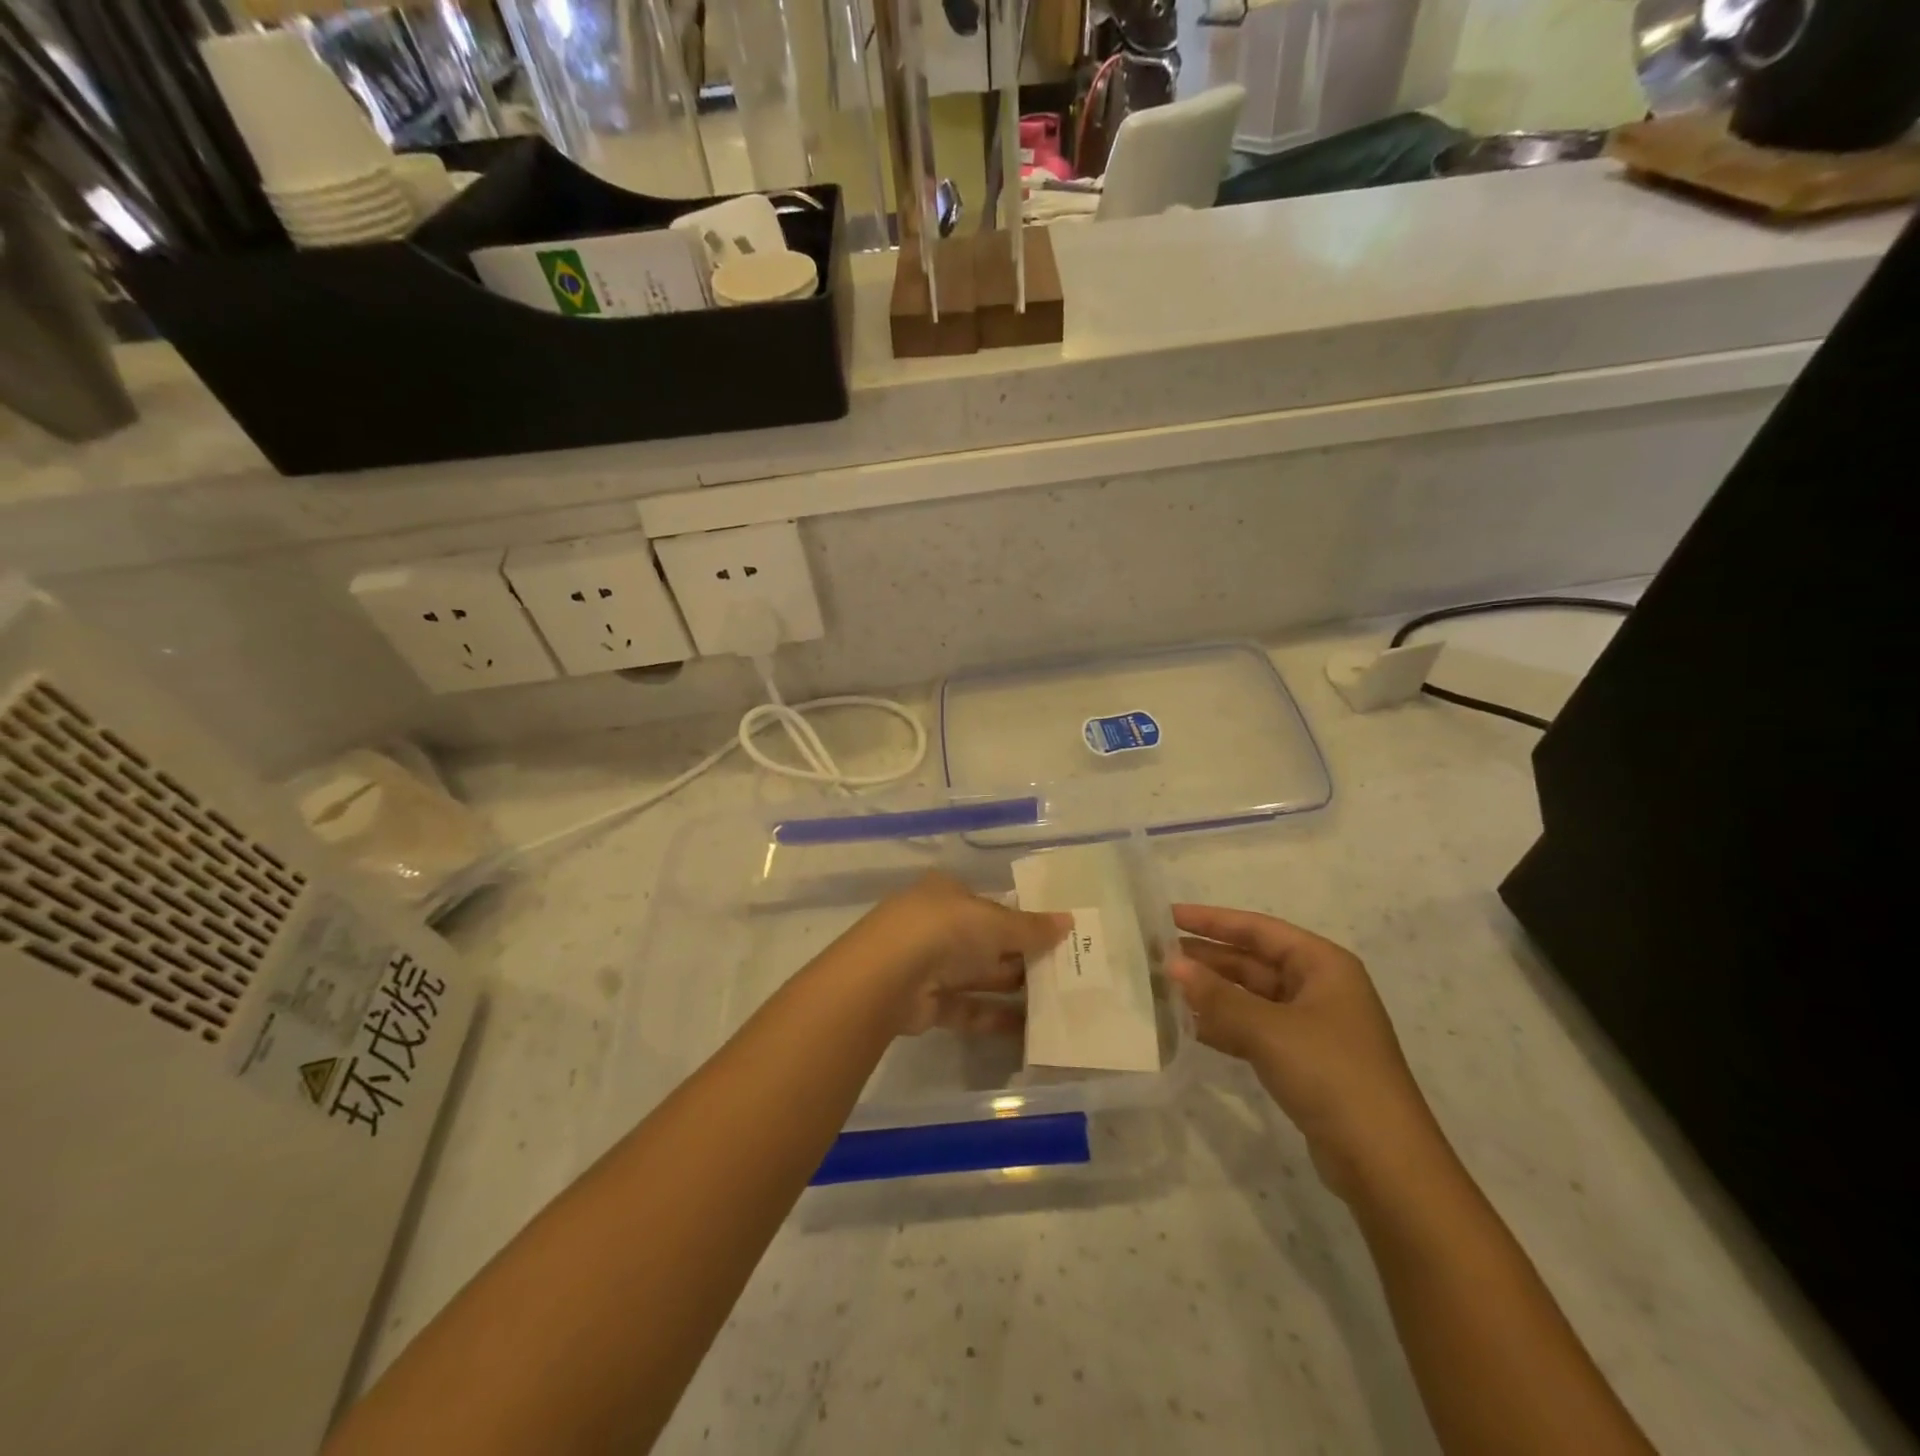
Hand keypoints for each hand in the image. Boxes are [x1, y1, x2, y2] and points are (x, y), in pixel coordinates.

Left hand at [854, 872, 1069, 1036]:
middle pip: (986, 941)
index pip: (990, 904)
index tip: (1055, 936)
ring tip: (1057, 1002)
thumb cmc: (944, 929)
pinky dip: (996, 1018)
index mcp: (948, 893)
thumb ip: (1031, 927)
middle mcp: (937, 925)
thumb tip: (1070, 921)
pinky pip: (969, 1009)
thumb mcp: (994, 921)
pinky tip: (1030, 1029)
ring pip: (979, 976)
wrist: (886, 976)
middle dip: (1021, 956)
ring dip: (1012, 989)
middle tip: (1065, 972)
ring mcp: (929, 965)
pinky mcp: (927, 1003)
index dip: (1021, 919)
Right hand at [1169, 904, 1442, 1199]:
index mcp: (1323, 965)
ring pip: (1251, 997)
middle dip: (1207, 958)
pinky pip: (1254, 1029)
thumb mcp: (1269, 1029)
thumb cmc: (1331, 1074)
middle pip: (1253, 962)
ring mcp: (1312, 1027)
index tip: (1168, 916)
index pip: (1258, 929)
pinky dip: (1224, 1025)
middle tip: (1157, 955)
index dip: (1212, 920)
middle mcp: (1319, 988)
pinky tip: (1188, 1026)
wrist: (1384, 1162)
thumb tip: (1171, 964)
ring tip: (1163, 987)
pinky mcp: (1303, 1061)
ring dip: (1211, 993)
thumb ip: (1217, 996)